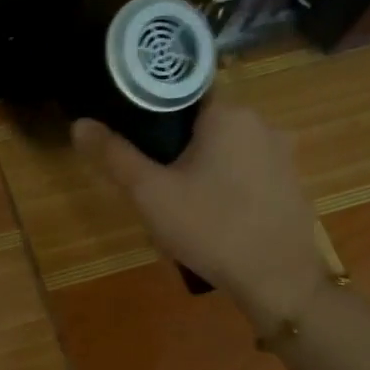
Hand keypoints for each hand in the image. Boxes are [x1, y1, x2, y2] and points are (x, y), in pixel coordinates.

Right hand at [72, 101, 330, 329]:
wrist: (277, 280)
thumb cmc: (210, 228)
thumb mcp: (150, 193)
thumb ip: (114, 155)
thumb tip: (79, 124)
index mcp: (228, 113)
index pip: (181, 90)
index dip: (151, 110)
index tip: (132, 137)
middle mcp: (261, 122)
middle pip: (202, 121)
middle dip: (174, 145)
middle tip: (150, 180)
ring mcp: (281, 153)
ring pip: (224, 147)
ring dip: (199, 165)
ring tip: (177, 202)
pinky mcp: (290, 181)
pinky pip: (245, 169)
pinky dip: (224, 182)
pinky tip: (211, 215)